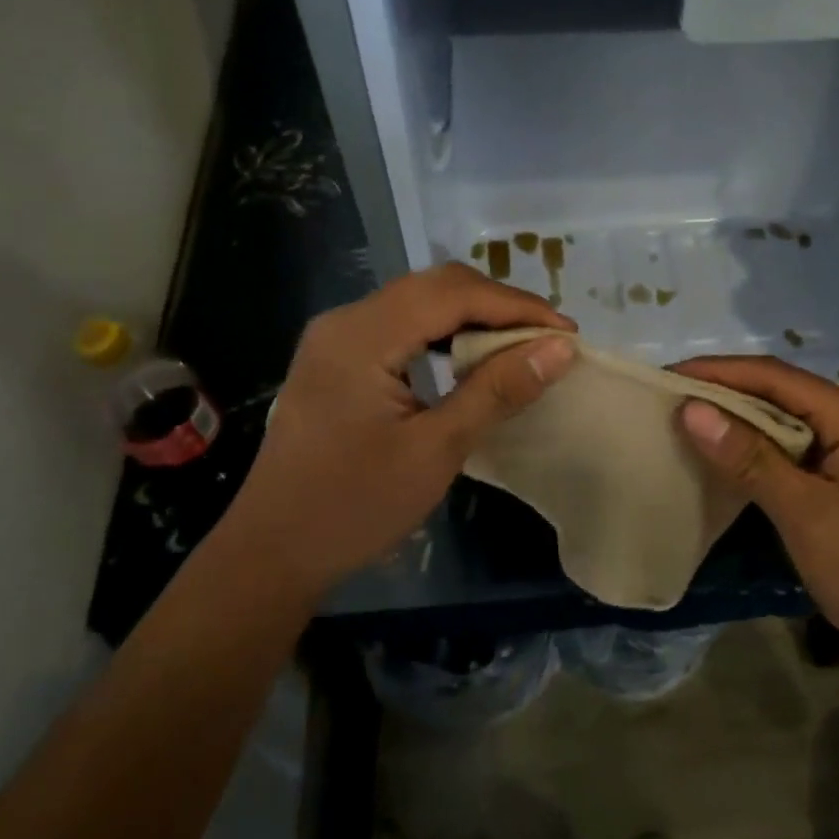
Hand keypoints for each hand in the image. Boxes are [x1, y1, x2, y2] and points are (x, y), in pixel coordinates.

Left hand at [229, 263, 577, 599]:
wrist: (272, 552)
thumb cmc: (354, 507)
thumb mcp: (436, 450)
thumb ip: (497, 391)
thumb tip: (559, 349)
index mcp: (362, 335)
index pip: (453, 293)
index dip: (516, 306)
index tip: (566, 333)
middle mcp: (345, 320)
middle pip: (436, 286)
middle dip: (498, 306)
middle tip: (547, 340)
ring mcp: (337, 337)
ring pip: (419, 301)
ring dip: (473, 316)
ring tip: (519, 347)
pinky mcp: (338, 358)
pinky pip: (402, 325)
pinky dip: (444, 333)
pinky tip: (470, 359)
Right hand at [671, 356, 838, 657]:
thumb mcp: (809, 516)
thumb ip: (750, 459)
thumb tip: (690, 409)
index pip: (777, 377)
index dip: (719, 371)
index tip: (666, 375)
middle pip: (779, 393)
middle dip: (723, 392)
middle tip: (666, 399)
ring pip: (782, 423)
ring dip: (735, 422)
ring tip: (682, 423)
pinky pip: (789, 453)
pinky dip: (753, 452)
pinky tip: (720, 460)